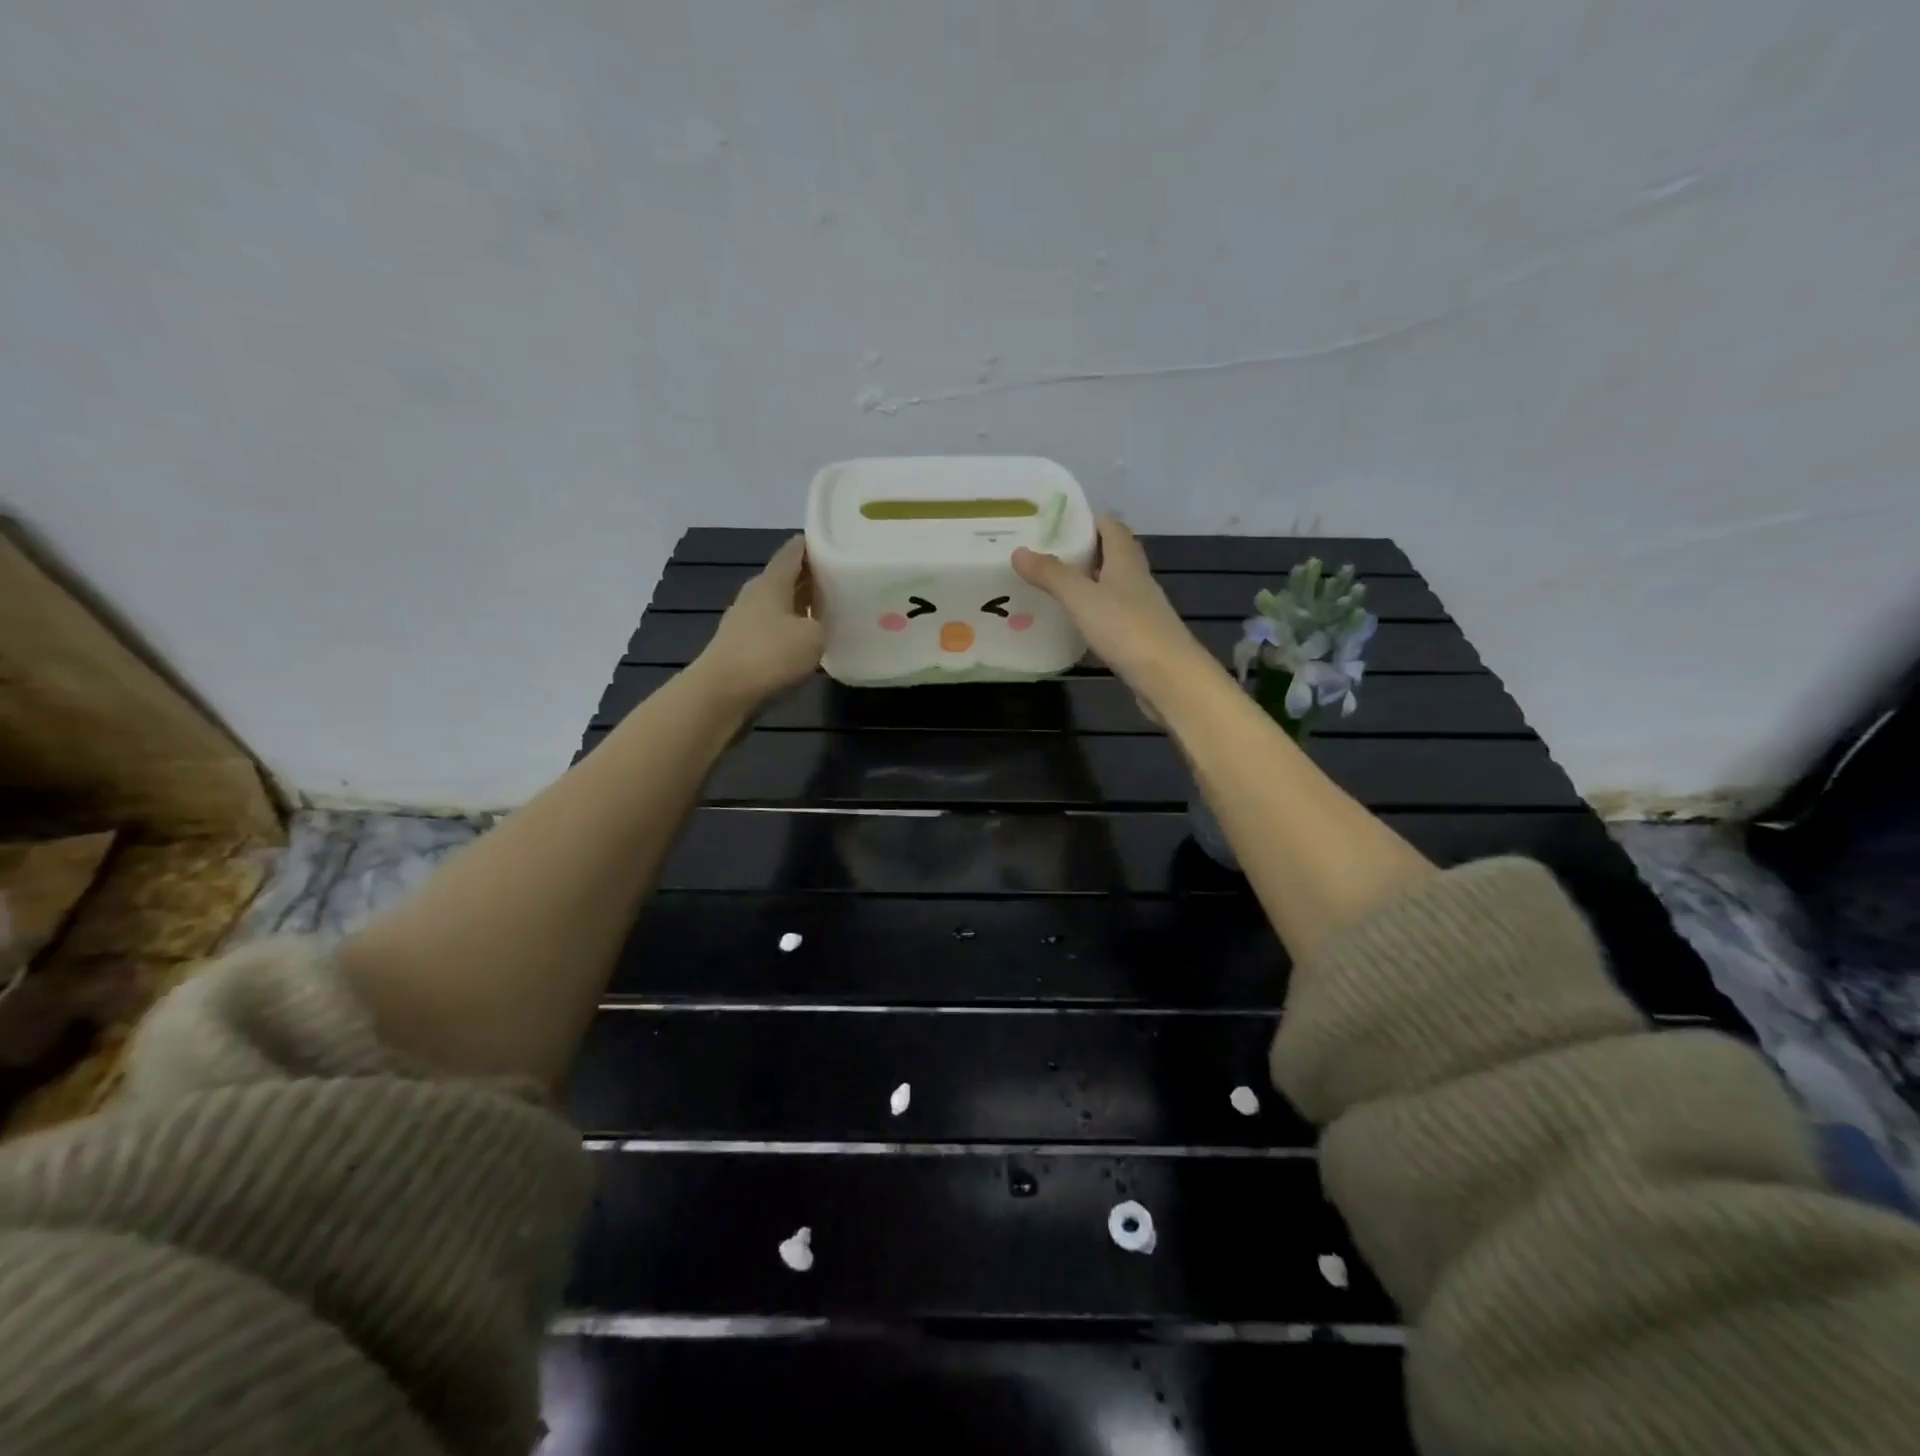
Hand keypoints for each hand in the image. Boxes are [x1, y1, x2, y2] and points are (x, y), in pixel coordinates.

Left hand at [689, 535, 824, 712]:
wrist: (720, 693)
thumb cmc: (769, 655)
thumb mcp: (813, 637)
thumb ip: (822, 623)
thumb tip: (817, 624)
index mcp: (772, 581)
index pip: (794, 550)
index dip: (814, 544)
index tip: (837, 545)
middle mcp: (755, 594)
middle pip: (786, 577)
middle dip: (812, 577)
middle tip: (841, 581)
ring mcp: (744, 621)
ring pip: (779, 604)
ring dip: (801, 605)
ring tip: (829, 612)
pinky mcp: (741, 646)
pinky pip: (772, 629)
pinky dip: (790, 629)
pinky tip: (806, 642)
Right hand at [1012, 515, 1218, 719]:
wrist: (1169, 678)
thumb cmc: (1126, 629)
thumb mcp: (1082, 598)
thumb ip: (1051, 575)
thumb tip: (1019, 551)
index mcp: (1126, 561)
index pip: (1111, 526)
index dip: (1087, 519)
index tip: (1055, 523)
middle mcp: (1136, 579)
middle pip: (1112, 554)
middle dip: (1083, 550)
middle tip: (1047, 554)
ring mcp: (1140, 609)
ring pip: (1112, 585)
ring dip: (1088, 582)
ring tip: (1053, 585)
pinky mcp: (1138, 637)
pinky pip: (1112, 614)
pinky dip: (1093, 611)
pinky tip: (1075, 622)